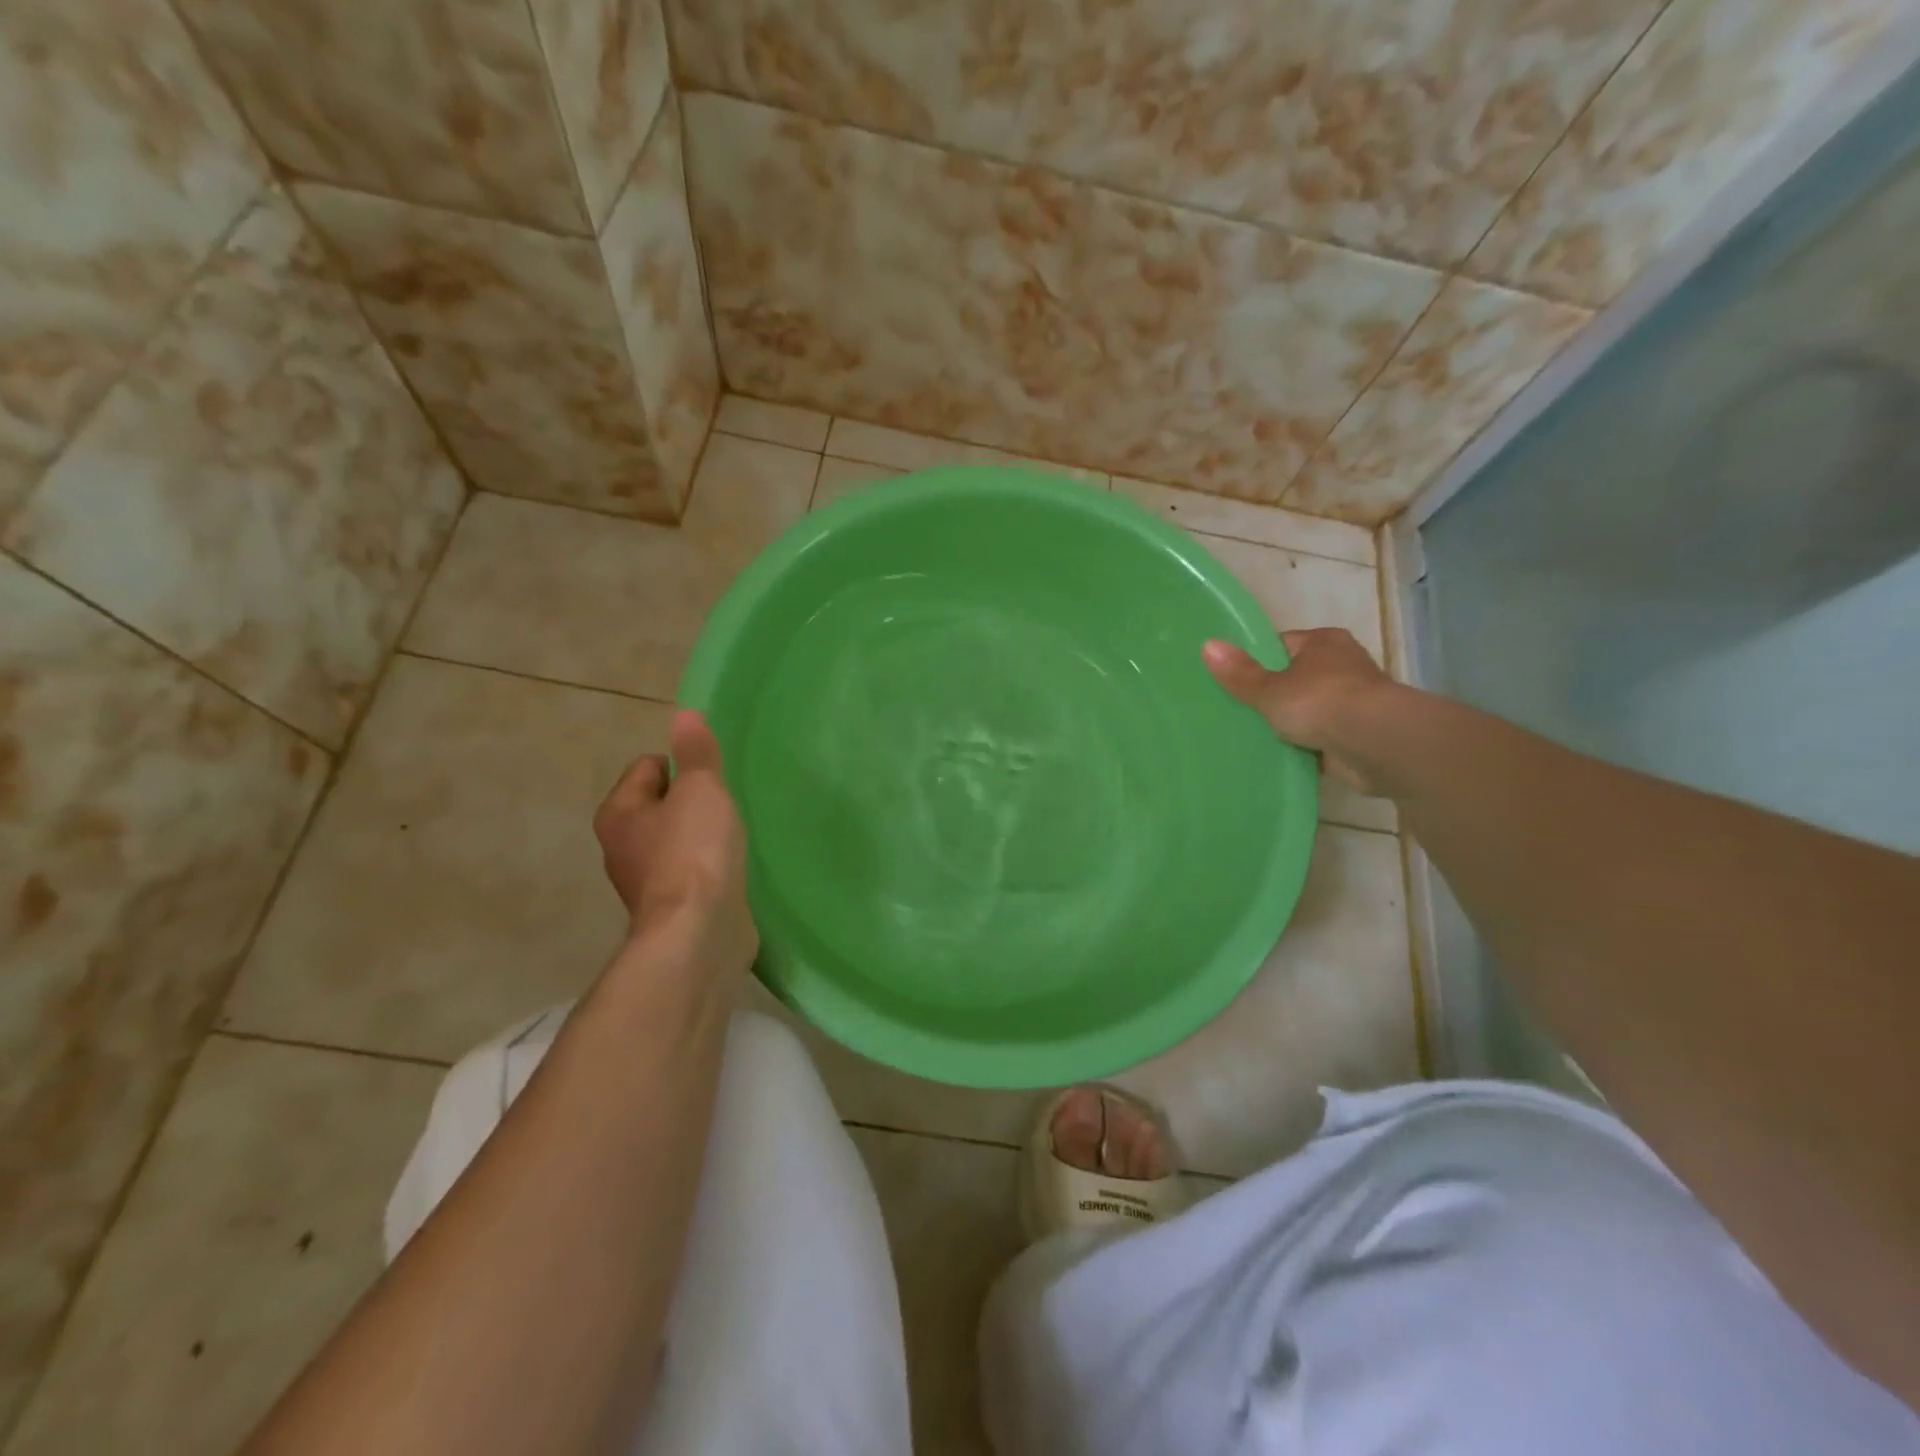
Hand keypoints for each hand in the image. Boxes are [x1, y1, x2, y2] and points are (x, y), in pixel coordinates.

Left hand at [594, 710, 757, 974]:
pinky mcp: (671, 906)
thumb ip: (696, 752)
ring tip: (732, 837)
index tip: (713, 779)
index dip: (683, 764)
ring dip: (702, 834)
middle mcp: (621, 845)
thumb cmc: (694, 851)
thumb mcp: (701, 789)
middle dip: (693, 801)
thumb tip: (684, 714)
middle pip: (661, 804)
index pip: (648, 767)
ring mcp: (645, 880)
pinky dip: (708, 865)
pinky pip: (691, 870)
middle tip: (725, 806)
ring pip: (676, 839)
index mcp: (619, 812)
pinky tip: (731, 868)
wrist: (698, 932)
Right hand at [1202, 629, 1398, 793]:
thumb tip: (1207, 645)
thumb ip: (1240, 673)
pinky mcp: (1357, 735)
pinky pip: (1321, 738)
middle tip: (1236, 710)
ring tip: (1253, 735)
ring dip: (1291, 723)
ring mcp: (1352, 702)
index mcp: (1323, 642)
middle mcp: (1342, 666)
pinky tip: (1280, 757)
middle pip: (1296, 677)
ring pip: (1310, 710)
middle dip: (1273, 694)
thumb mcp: (1269, 688)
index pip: (1282, 645)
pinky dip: (1305, 747)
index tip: (1232, 680)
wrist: (1376, 743)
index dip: (1257, 660)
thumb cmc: (1321, 702)